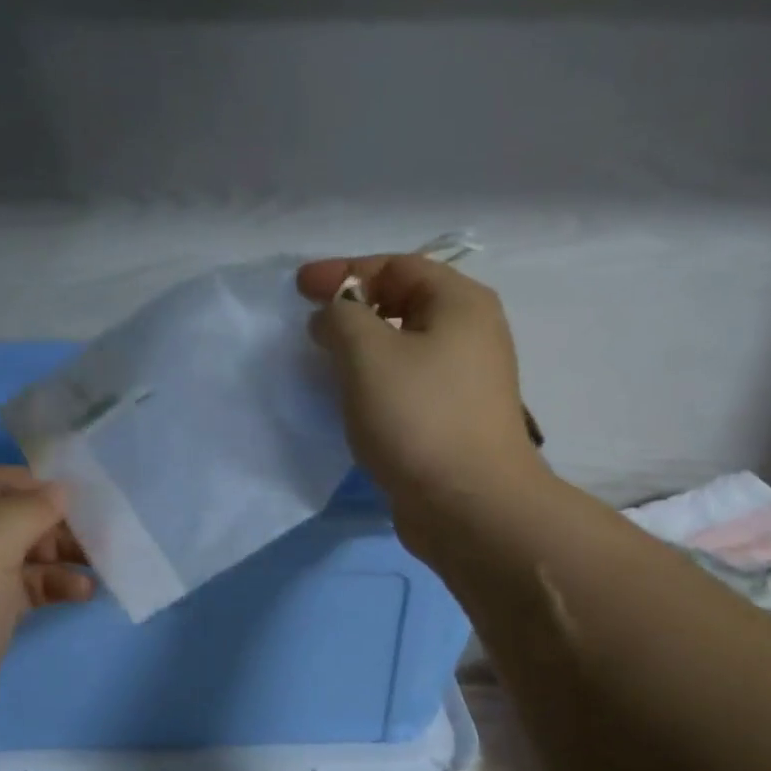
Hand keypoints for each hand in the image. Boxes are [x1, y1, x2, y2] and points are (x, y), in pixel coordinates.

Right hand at [297, 254, 544, 547]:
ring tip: (324, 362)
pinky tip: (352, 400)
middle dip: (352, 309)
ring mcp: (466, 381)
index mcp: (460, 303)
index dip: (343, 271)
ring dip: (362, 349)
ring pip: (404, 347)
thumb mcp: (367, 354)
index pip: (396, 266)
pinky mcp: (453, 420)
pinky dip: (375, 382)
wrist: (468, 504)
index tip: (299, 289)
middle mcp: (471, 334)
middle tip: (310, 326)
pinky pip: (407, 384)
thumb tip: (333, 317)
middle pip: (403, 302)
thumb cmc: (417, 418)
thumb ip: (342, 318)